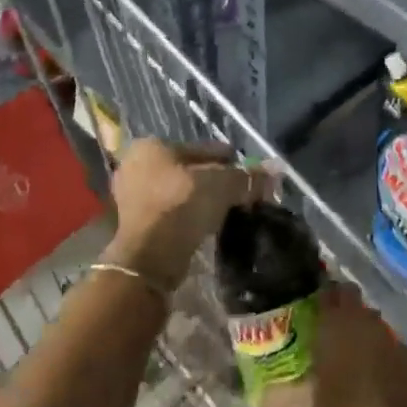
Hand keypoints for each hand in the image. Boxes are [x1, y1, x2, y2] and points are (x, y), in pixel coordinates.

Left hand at [105, 139, 266, 290]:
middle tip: (241, 191)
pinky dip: (189, 215)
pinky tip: (209, 224)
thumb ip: (247, 177)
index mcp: (153, 146)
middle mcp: (136, 165)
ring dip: (202, 200)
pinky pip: (170, 212)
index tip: (247, 169)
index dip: (227, 159)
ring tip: (229, 209)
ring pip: (179, 193)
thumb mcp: (221, 186)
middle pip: (189, 171)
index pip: (200, 148)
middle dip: (215, 180)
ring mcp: (131, 196)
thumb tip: (276, 169)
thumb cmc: (180, 207)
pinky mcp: (134, 225)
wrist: (146, 259)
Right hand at [256, 282, 406, 406]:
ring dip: (358, 333)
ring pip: (371, 324)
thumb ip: (275, 399)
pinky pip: (387, 347)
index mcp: (339, 323)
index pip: (329, 290)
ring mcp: (392, 342)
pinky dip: (376, 355)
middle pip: (353, 303)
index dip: (318, 296)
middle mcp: (368, 323)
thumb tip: (255, 402)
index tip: (305, 310)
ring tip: (341, 358)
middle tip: (320, 333)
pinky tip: (366, 379)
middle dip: (339, 312)